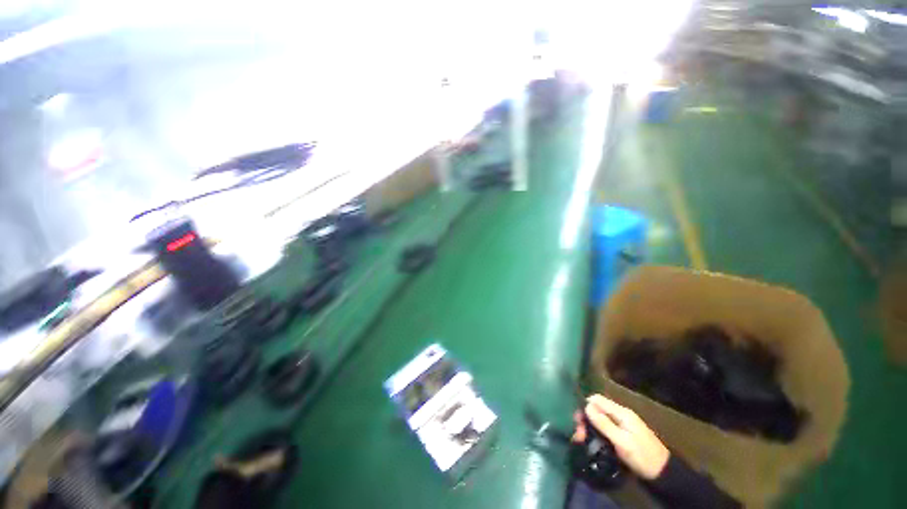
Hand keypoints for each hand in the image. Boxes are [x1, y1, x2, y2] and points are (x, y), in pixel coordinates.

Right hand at [573, 394, 669, 479]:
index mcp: (621, 412)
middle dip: (585, 419)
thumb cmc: (642, 456)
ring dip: (589, 426)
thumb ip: (604, 424)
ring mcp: (622, 424)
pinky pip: (604, 427)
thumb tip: (586, 406)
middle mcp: (620, 415)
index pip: (597, 400)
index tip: (576, 420)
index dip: (585, 406)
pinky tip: (591, 440)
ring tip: (581, 439)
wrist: (663, 473)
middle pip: (597, 409)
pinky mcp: (622, 433)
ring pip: (599, 418)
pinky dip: (596, 432)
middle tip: (578, 435)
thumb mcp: (622, 441)